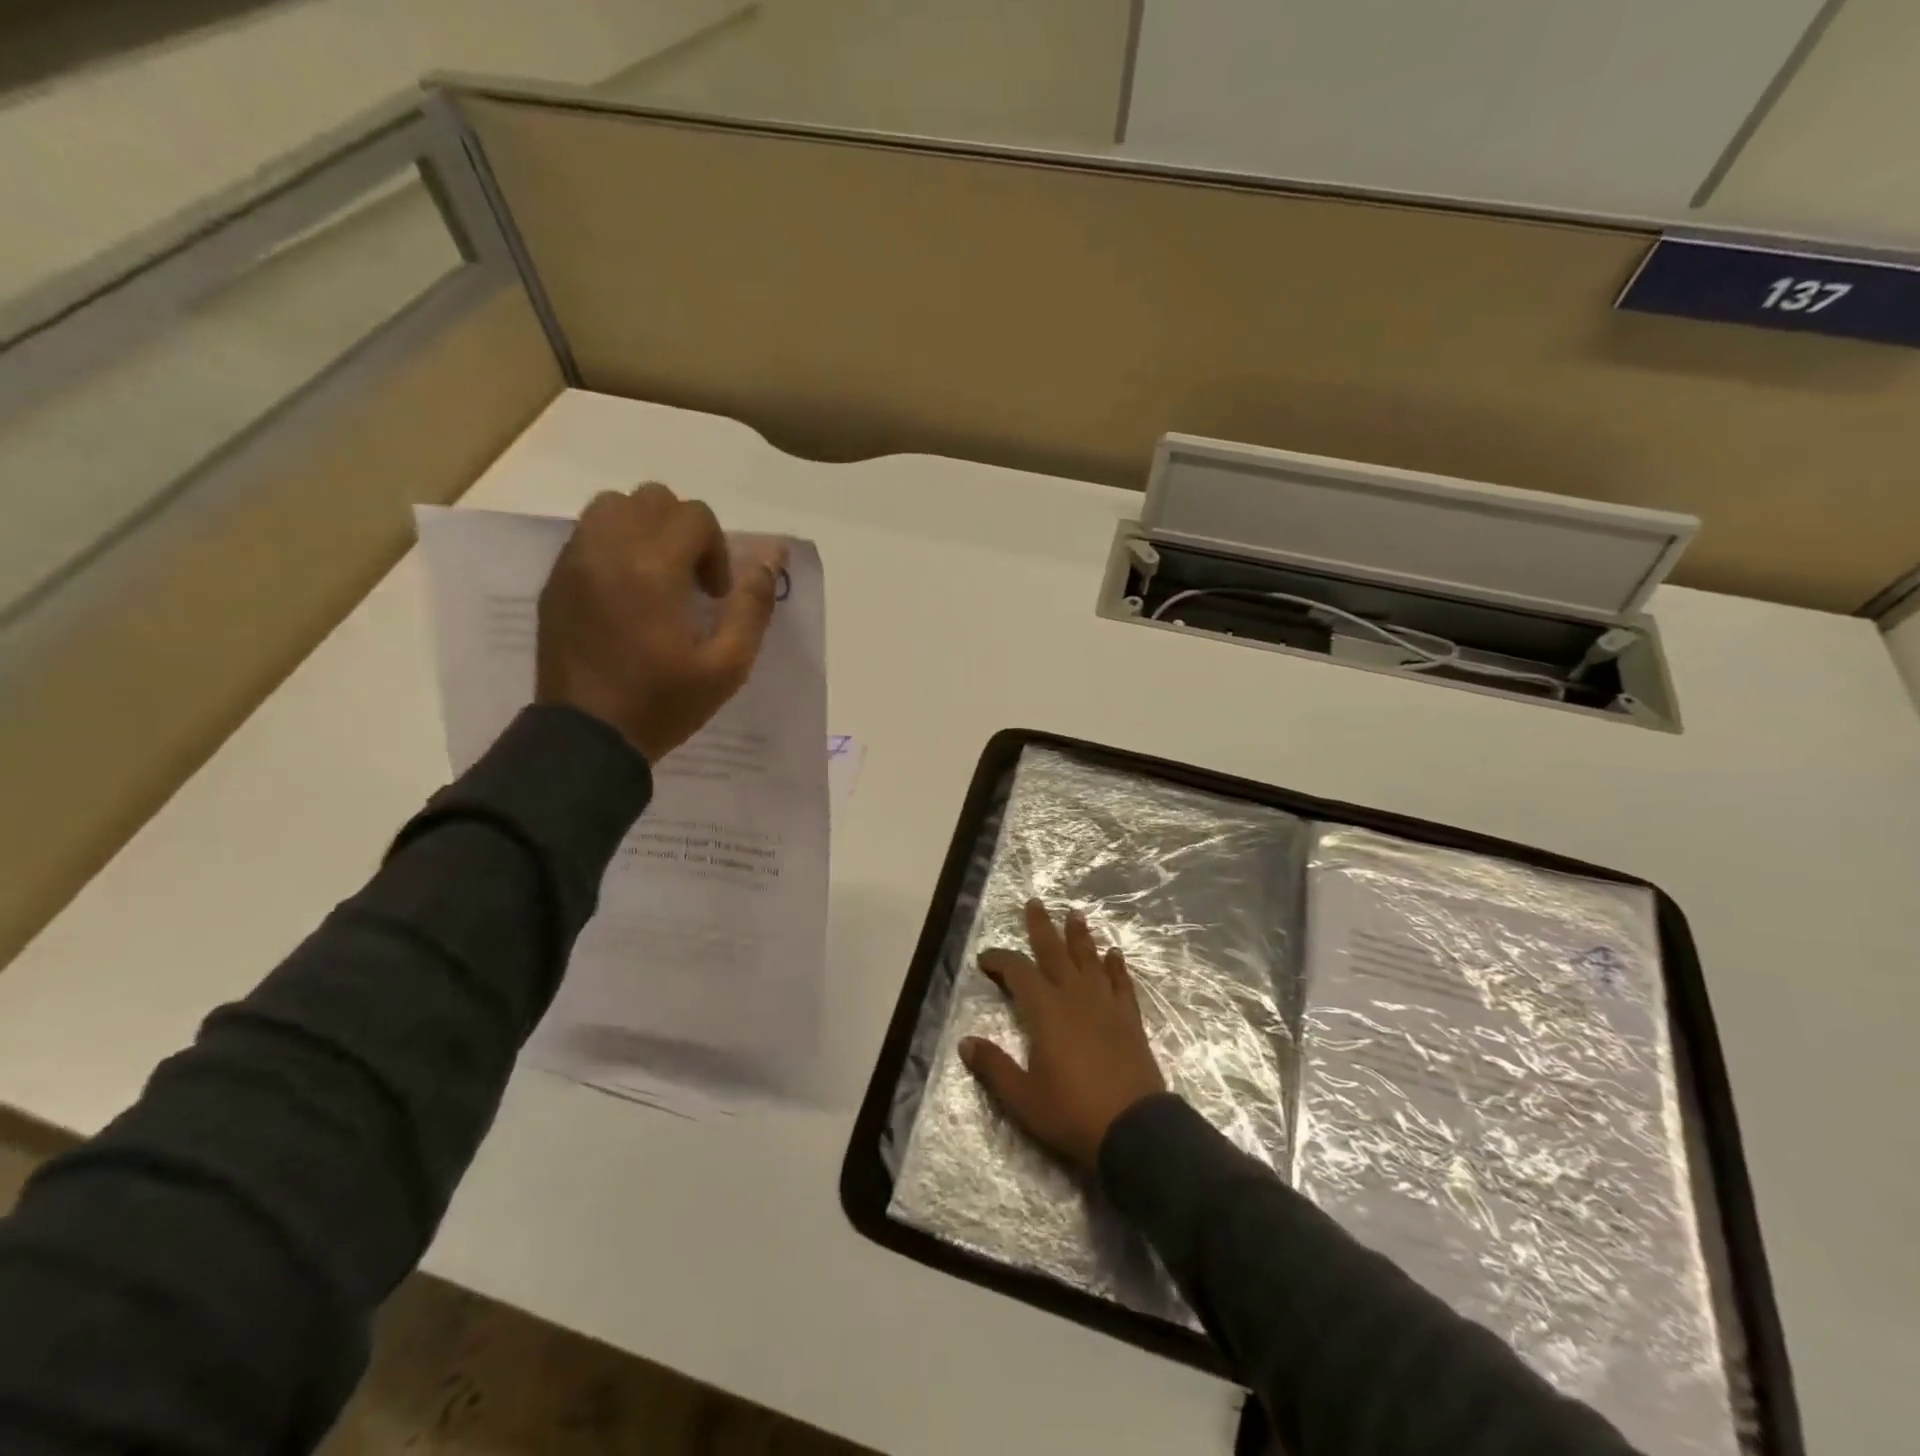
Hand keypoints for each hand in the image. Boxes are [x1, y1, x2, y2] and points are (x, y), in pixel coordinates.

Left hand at [536, 482, 785, 762]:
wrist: (587, 737)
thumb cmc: (662, 703)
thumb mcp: (728, 665)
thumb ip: (753, 605)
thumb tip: (772, 556)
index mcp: (652, 569)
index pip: (695, 515)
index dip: (717, 551)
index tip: (714, 595)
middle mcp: (607, 550)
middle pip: (653, 499)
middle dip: (683, 531)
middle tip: (689, 581)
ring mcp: (574, 562)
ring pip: (613, 506)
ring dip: (645, 529)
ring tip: (656, 577)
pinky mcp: (555, 580)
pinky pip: (588, 534)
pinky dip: (615, 545)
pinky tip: (626, 592)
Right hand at [961, 900, 1166, 1171]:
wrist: (1134, 1129)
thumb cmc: (1072, 1113)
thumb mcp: (1023, 1098)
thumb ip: (994, 1067)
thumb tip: (966, 1043)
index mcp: (1046, 1011)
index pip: (1018, 972)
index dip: (1000, 960)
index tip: (985, 958)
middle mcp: (1075, 997)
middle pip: (1055, 952)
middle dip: (1042, 927)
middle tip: (1035, 902)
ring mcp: (1106, 1005)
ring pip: (1090, 960)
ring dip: (1080, 936)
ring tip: (1076, 913)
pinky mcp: (1130, 1020)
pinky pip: (1121, 983)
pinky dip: (1116, 967)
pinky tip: (1115, 954)